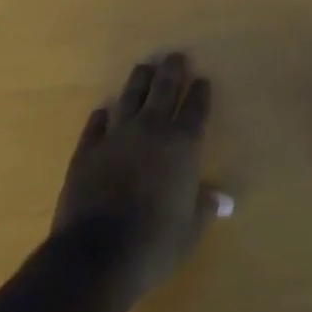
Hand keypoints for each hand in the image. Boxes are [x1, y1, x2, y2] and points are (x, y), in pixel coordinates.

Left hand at [51, 52, 226, 299]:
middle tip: (175, 56)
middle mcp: (152, 129)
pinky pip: (97, 124)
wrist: (97, 255)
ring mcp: (117, 135)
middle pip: (164, 89)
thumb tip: (222, 199)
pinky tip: (104, 110)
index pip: (196, 109)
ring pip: (131, 96)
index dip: (200, 93)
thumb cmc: (154, 245)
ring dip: (140, 80)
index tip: (202, 80)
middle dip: (172, 70)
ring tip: (145, 67)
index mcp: (182, 145)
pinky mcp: (88, 149)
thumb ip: (204, 209)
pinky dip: (102, 115)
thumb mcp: (189, 232)